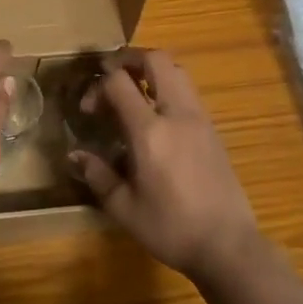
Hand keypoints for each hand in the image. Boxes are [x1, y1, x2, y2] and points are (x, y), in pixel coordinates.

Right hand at [68, 49, 262, 281]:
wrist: (227, 245)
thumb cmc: (171, 228)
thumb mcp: (124, 207)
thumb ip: (98, 175)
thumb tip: (75, 154)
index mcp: (150, 132)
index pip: (120, 82)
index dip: (98, 86)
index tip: (88, 110)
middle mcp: (177, 114)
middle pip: (156, 60)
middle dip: (128, 58)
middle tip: (109, 73)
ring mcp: (200, 119)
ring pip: (177, 70)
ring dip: (151, 69)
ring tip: (132, 89)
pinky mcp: (213, 129)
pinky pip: (188, 91)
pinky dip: (168, 86)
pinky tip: (155, 113)